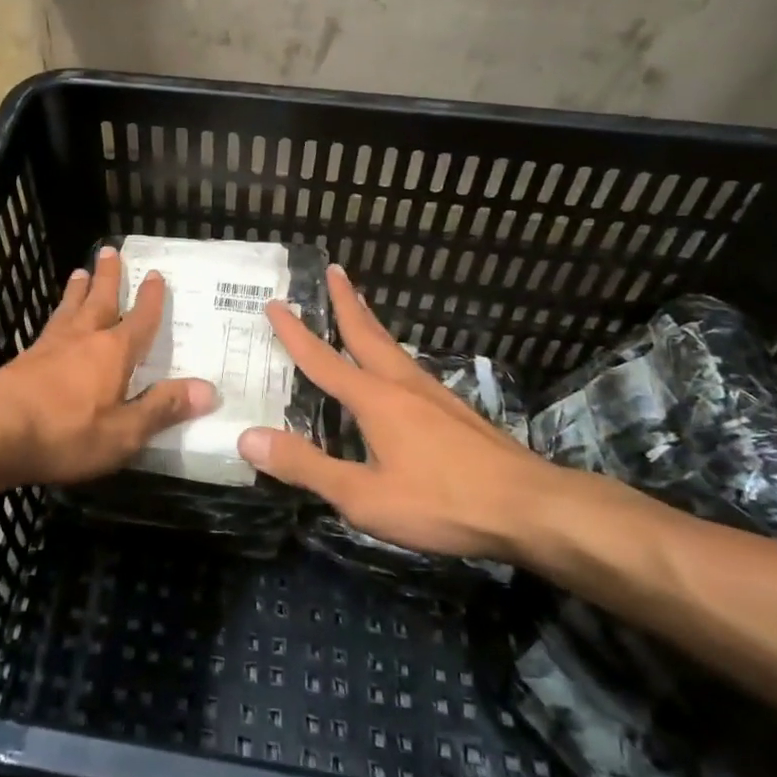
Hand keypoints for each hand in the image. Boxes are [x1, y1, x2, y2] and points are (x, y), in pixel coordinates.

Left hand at [0, 245, 218, 490]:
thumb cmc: (67, 433)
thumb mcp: (124, 432)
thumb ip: (163, 409)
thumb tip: (209, 390)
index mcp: (114, 352)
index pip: (139, 319)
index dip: (150, 299)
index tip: (156, 275)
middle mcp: (83, 338)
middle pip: (100, 300)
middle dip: (109, 276)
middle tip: (110, 249)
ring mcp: (50, 346)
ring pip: (70, 308)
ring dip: (79, 289)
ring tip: (81, 271)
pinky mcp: (25, 360)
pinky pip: (49, 327)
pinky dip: (57, 316)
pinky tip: (53, 323)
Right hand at [237, 265, 560, 560]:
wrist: (529, 506)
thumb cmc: (440, 501)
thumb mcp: (363, 496)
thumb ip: (306, 466)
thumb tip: (247, 436)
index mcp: (375, 399)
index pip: (323, 359)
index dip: (295, 332)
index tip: (275, 303)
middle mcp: (402, 384)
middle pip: (366, 334)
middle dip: (345, 302)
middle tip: (333, 270)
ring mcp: (434, 394)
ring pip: (392, 347)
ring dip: (369, 322)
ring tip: (359, 307)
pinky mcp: (455, 410)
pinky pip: (410, 366)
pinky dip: (391, 350)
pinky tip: (397, 368)